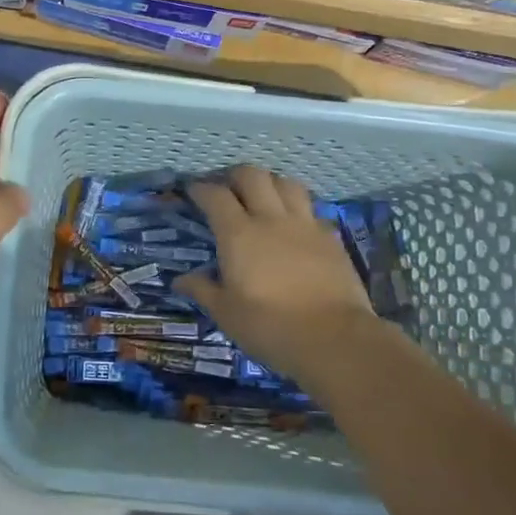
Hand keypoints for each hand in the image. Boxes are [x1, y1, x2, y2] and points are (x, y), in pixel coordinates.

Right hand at [175, 166, 380, 386]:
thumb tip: (180, 280)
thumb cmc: (270, 327)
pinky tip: (294, 224)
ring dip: (270, 183)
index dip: (200, 188)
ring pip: (286, 183)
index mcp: (238, 234)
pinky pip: (311, 209)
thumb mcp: (227, 314)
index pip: (215, 196)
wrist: (335, 338)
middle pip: (253, 176)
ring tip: (263, 197)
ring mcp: (305, 225)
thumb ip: (203, 290)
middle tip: (227, 188)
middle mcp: (271, 219)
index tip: (192, 190)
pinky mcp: (330, 237)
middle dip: (235, 175)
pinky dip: (298, 208)